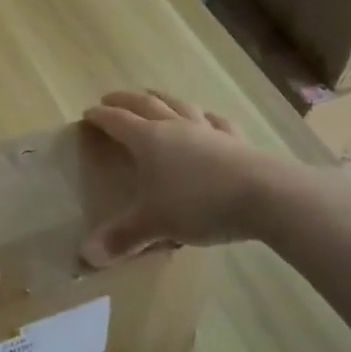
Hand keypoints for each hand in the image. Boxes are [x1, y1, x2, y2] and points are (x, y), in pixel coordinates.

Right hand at [81, 90, 268, 265]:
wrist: (263, 196)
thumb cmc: (198, 204)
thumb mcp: (155, 223)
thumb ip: (123, 237)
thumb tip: (87, 256)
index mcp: (149, 140)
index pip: (118, 121)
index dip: (100, 117)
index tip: (87, 114)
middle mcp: (176, 127)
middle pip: (146, 104)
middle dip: (125, 100)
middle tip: (111, 98)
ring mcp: (207, 130)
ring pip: (179, 105)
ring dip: (161, 98)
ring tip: (152, 96)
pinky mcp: (235, 140)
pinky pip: (215, 122)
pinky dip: (204, 117)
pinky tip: (206, 119)